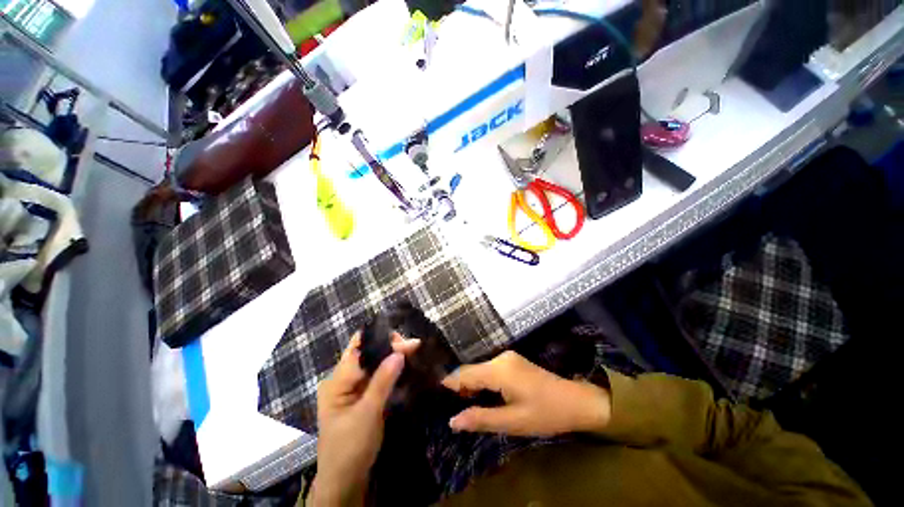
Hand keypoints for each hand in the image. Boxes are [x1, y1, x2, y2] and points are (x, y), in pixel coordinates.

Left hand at [309, 333, 419, 506]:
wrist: (345, 482)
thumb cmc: (351, 447)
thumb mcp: (367, 413)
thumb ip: (383, 380)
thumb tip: (400, 351)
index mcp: (337, 380)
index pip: (360, 350)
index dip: (382, 340)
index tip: (406, 340)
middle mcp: (343, 379)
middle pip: (367, 353)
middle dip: (390, 346)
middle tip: (414, 345)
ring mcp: (353, 388)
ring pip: (374, 363)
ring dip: (392, 356)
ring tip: (413, 350)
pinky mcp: (362, 396)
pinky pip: (377, 376)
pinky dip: (391, 369)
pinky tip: (405, 365)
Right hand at [441, 351, 610, 436]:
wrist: (576, 401)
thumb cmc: (545, 414)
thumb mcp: (513, 422)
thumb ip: (481, 419)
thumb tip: (453, 421)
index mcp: (499, 370)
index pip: (465, 374)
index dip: (450, 384)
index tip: (434, 395)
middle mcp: (500, 358)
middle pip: (471, 370)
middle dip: (459, 387)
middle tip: (448, 406)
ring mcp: (507, 357)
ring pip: (479, 369)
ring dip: (471, 385)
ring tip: (462, 404)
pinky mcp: (512, 361)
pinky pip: (489, 369)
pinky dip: (482, 381)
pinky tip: (480, 395)